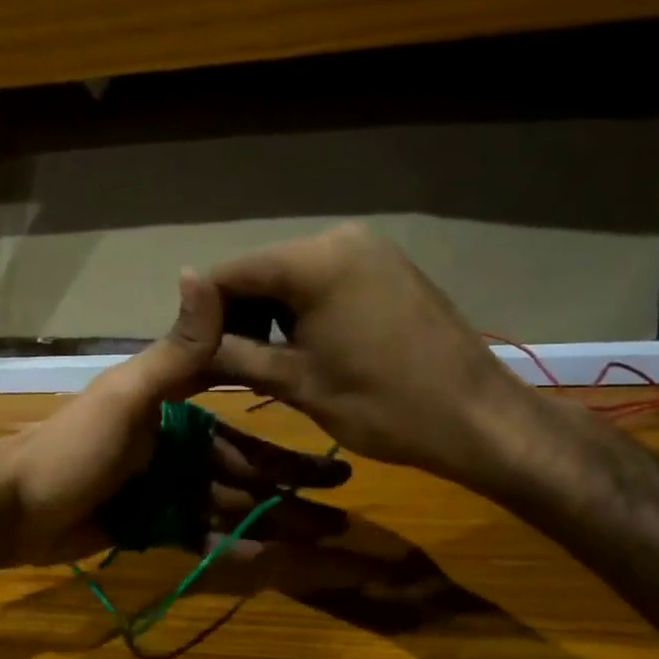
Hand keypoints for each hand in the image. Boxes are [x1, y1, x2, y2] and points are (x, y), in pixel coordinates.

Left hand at [0, 272, 349, 566]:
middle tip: (340, 514)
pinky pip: (198, 534)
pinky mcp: (145, 524)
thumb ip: (175, 351)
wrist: (11, 509)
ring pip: (227, 505)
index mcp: (169, 407)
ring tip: (320, 541)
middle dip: (289, 489)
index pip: (241, 418)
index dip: (286, 439)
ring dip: (270, 521)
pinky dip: (230, 546)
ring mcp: (158, 488)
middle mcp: (170, 445)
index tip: (332, 455)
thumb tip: (203, 272)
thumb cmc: (72, 448)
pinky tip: (268, 558)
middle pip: (242, 469)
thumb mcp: (127, 396)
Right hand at [208, 224, 547, 491]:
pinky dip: (300, 312)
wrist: (477, 419)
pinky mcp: (386, 267)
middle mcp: (339, 238)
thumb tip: (180, 328)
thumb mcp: (294, 382)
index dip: (200, 315)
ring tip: (259, 363)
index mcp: (314, 260)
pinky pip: (322, 281)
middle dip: (234, 316)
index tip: (188, 356)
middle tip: (221, 366)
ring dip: (266, 316)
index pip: (229, 274)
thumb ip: (231, 348)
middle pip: (259, 272)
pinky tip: (299, 348)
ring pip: (289, 278)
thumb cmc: (382, 406)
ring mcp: (368, 250)